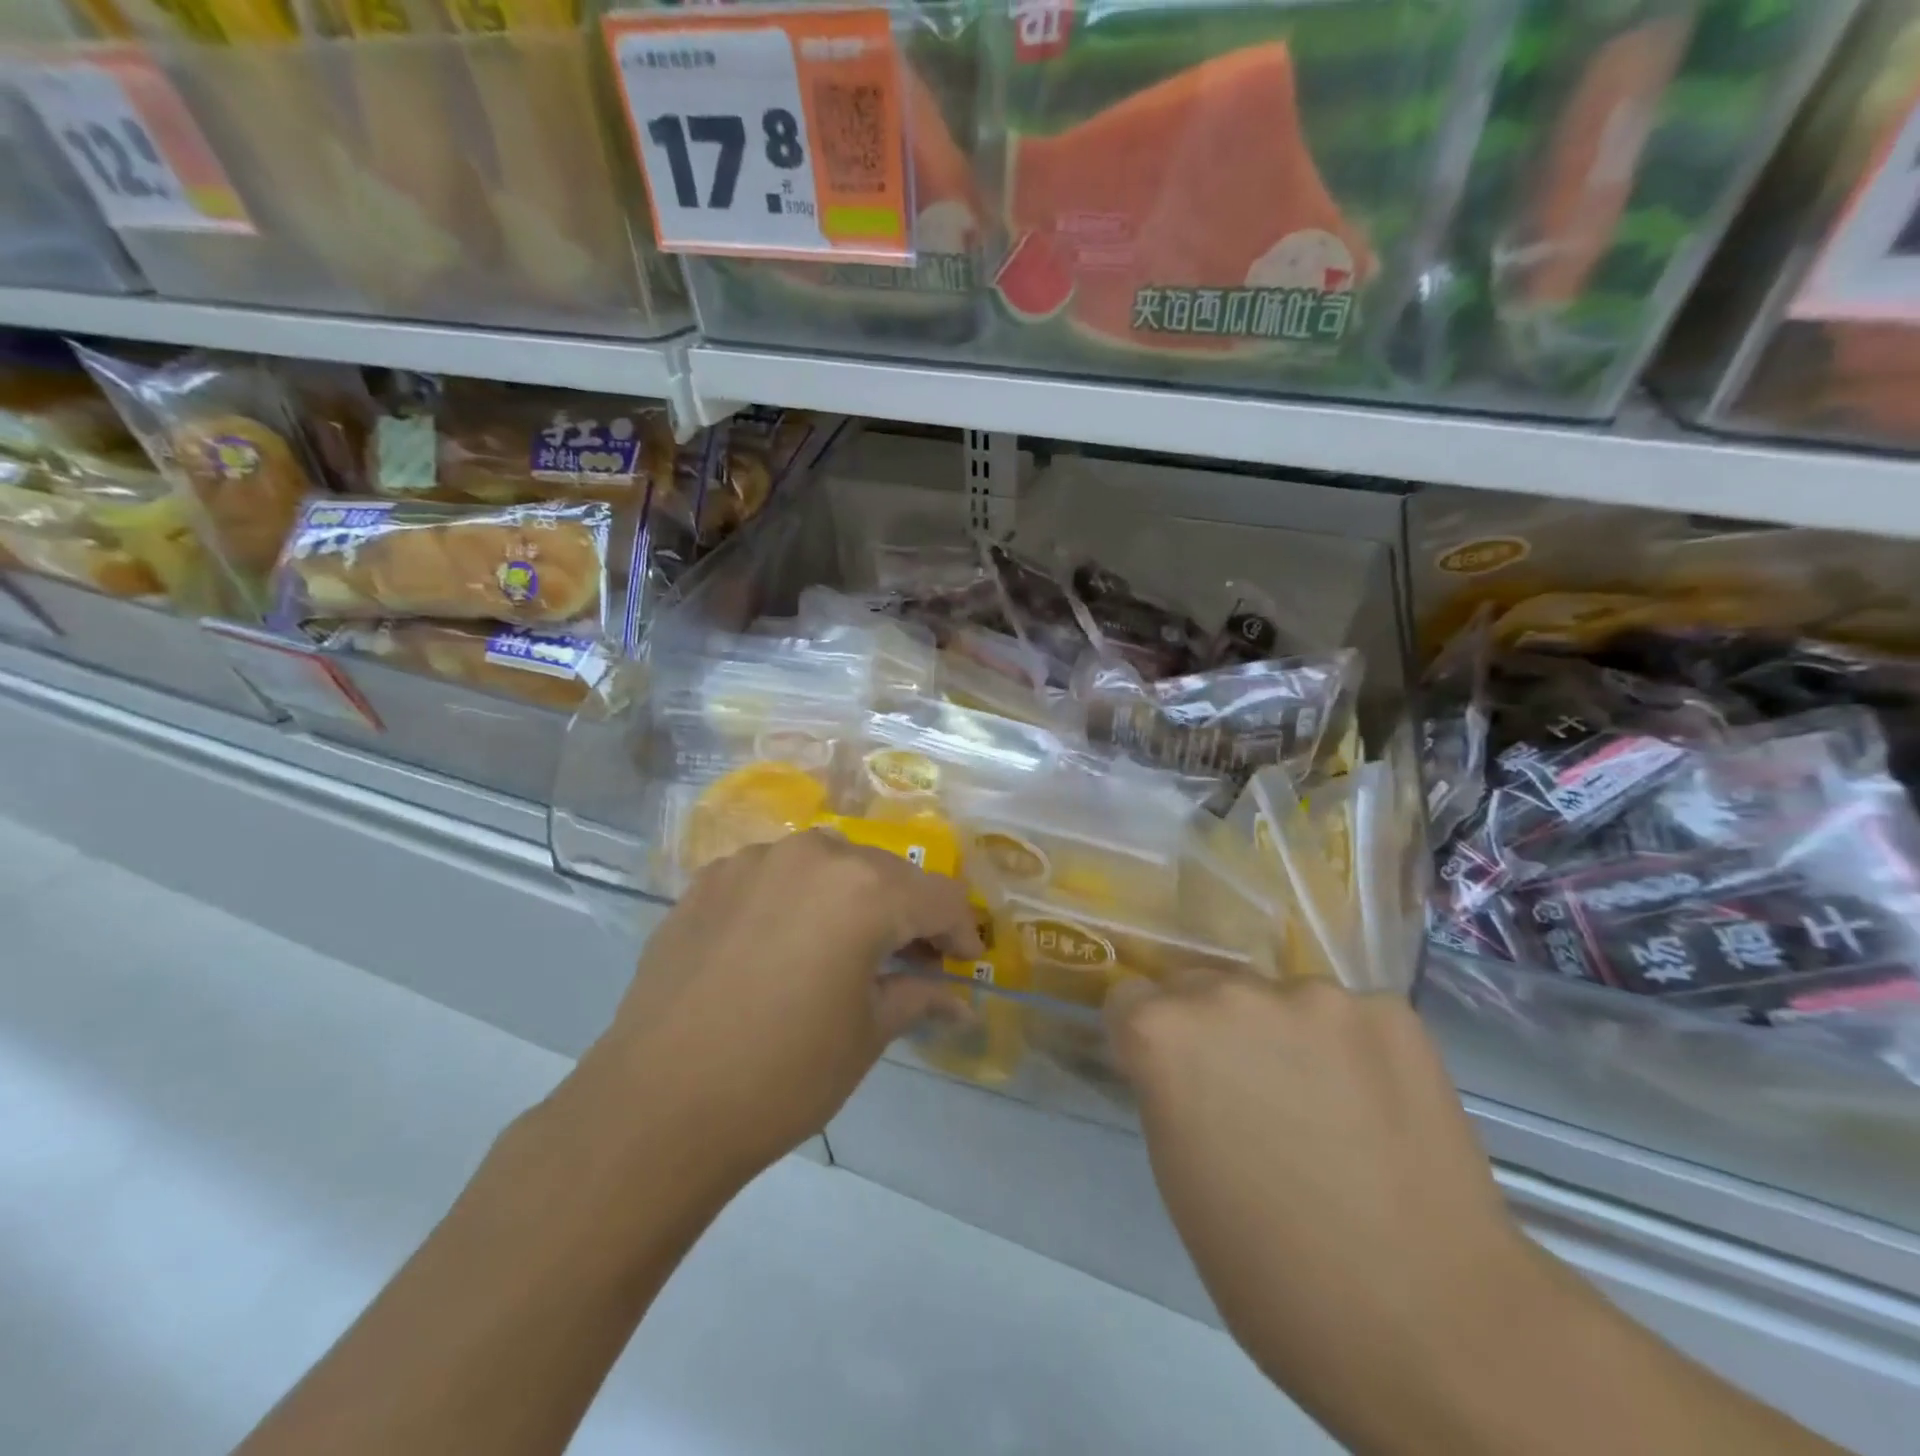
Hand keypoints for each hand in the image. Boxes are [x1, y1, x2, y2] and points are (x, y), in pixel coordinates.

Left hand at [570, 830, 979, 1189]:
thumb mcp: (867, 1035)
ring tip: (845, 946)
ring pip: (828, 864)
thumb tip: (957, 998)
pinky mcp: (709, 879)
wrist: (656, 1106)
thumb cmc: (783, 1074)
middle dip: (908, 913)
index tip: (964, 963)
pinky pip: (774, 875)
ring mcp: (754, 860)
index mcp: (865, 888)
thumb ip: (917, 996)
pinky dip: (796, 899)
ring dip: (851, 898)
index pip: (939, 896)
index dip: (961, 930)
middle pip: (885, 872)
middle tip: (911, 959)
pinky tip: (783, 942)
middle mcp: (814, 854)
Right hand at [1107, 974, 1548, 1447]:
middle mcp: (1230, 993)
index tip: (1174, 1083)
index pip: (1130, 1000)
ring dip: (1285, 1036)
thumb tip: (1188, 1070)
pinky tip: (1377, 1110)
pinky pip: (1349, 1016)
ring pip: (1277, 999)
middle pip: (1201, 988)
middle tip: (1252, 1099)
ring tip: (1326, 1110)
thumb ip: (1170, 1093)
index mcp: (1165, 1034)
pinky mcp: (1389, 1012)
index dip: (1148, 1044)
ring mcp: (1315, 995)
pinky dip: (1352, 1049)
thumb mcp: (1180, 1178)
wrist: (1435, 1328)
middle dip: (1212, 1031)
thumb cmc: (1275, 1274)